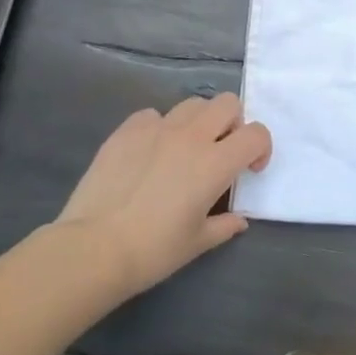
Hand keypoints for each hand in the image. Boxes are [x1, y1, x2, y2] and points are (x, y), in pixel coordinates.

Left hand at [51, 94, 271, 298]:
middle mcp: (191, 137)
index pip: (256, 134)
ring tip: (186, 149)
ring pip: (192, 104)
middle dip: (233, 124)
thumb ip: (225, 225)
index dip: (261, 148)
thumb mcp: (198, 243)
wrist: (94, 248)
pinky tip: (150, 152)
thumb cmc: (153, 250)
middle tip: (221, 152)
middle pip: (228, 104)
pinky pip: (153, 115)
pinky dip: (160, 127)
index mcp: (215, 163)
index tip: (249, 170)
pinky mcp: (127, 130)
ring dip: (199, 122)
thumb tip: (238, 219)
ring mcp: (157, 129)